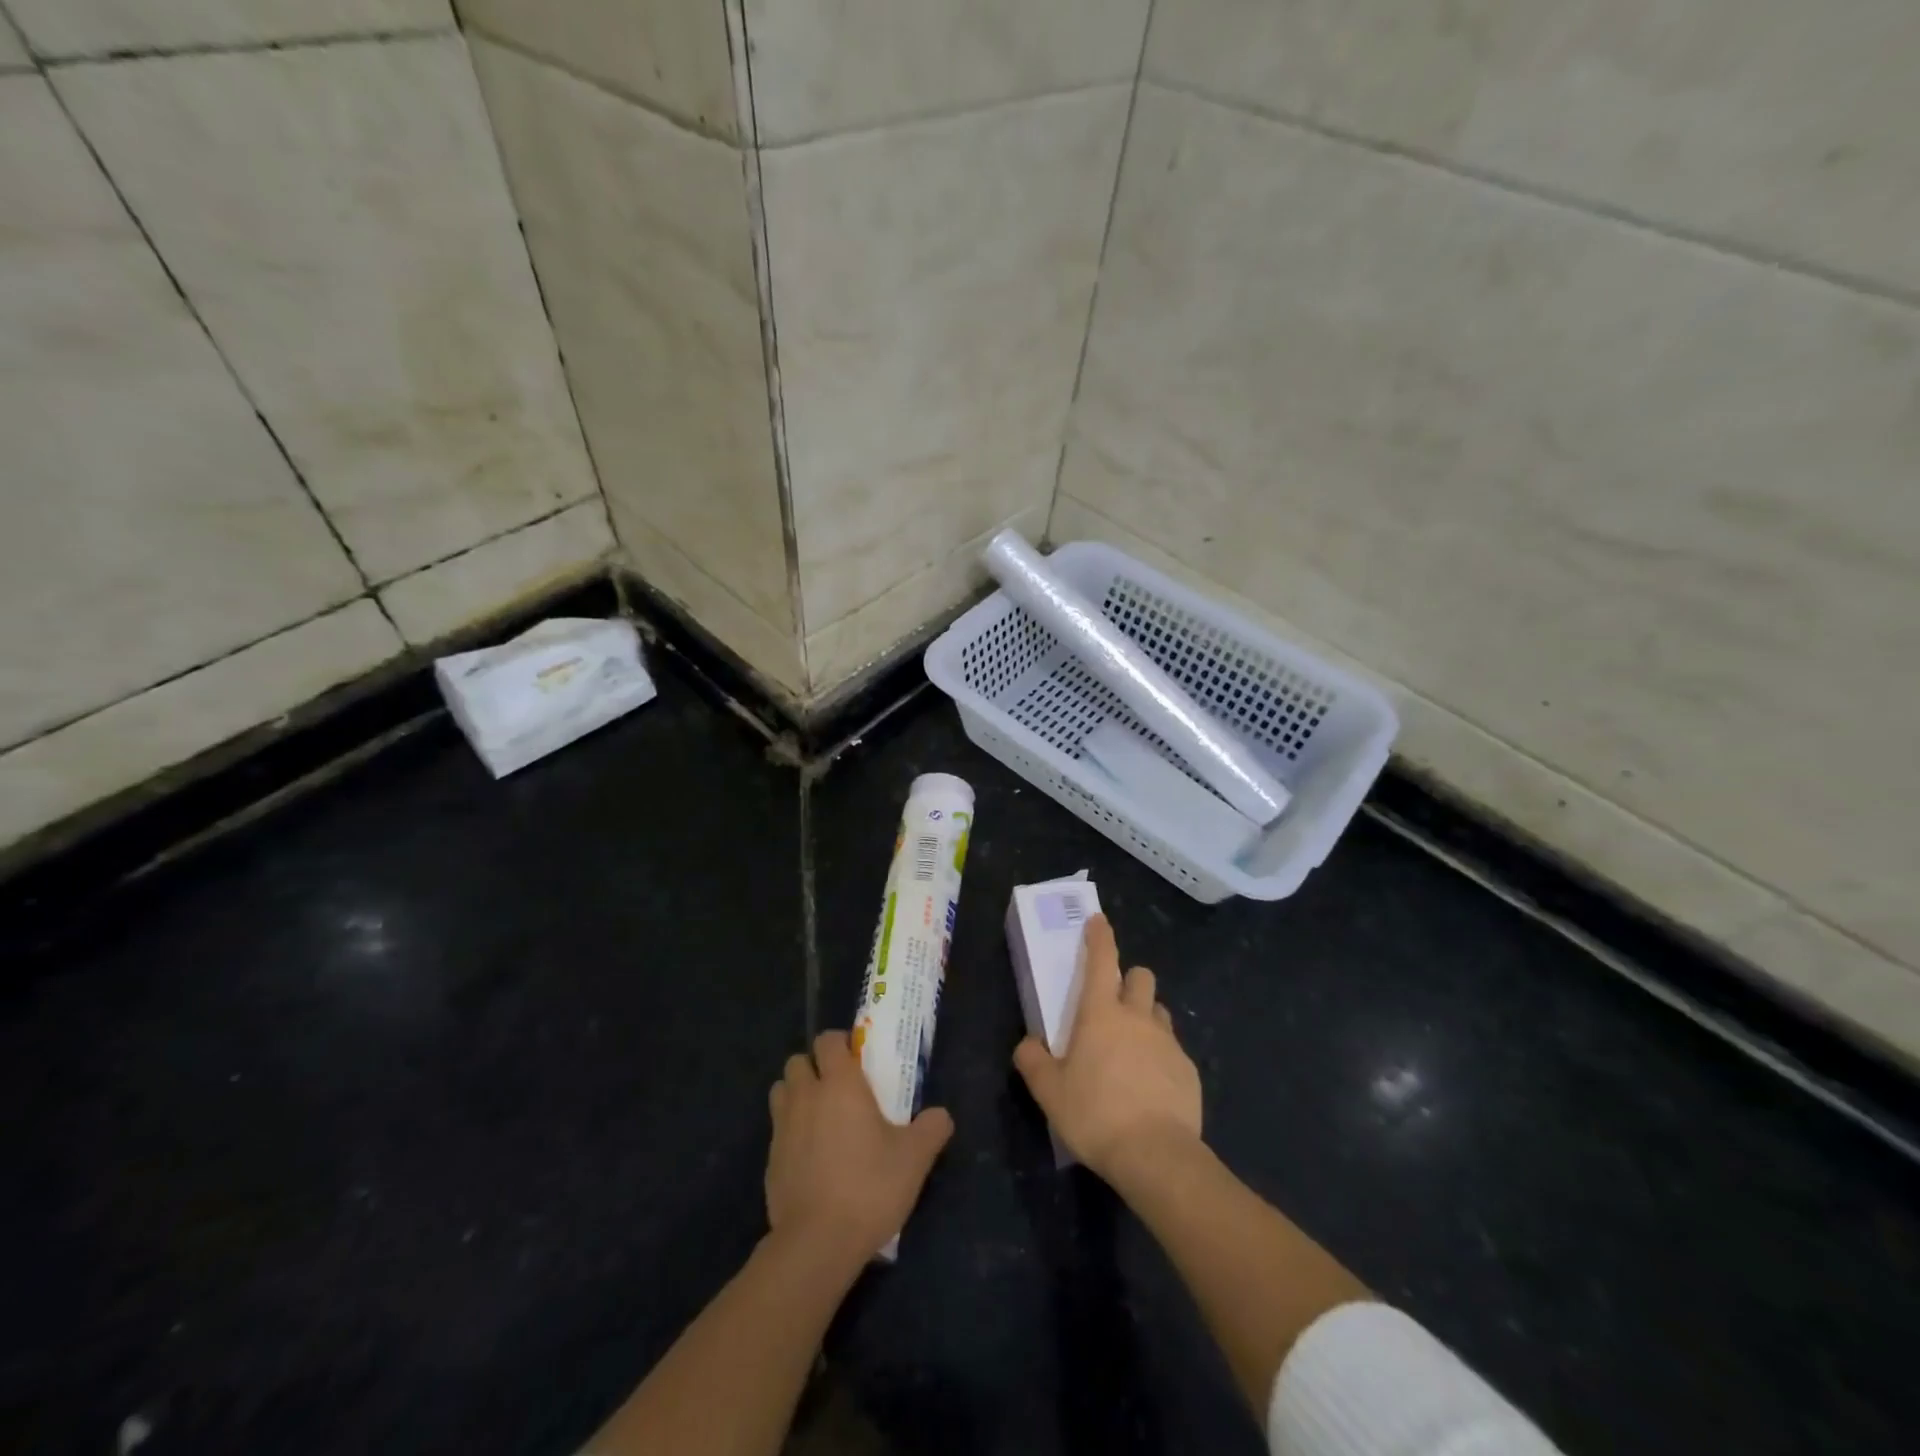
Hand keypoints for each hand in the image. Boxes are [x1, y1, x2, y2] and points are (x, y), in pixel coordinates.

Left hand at [766, 1030, 954, 1267]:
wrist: (817, 1243)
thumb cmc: (869, 1187)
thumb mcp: (914, 1158)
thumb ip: (932, 1129)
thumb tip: (941, 1116)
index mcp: (839, 1084)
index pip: (828, 1040)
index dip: (841, 1043)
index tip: (858, 1060)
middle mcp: (806, 1096)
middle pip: (798, 1061)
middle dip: (814, 1067)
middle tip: (838, 1088)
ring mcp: (782, 1127)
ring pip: (781, 1091)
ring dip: (797, 1094)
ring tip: (820, 1116)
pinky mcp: (769, 1160)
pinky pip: (777, 1129)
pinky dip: (790, 1131)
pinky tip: (811, 1157)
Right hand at [1013, 914, 1202, 1181]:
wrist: (1156, 1156)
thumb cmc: (1095, 1114)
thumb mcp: (1049, 1092)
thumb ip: (1033, 1062)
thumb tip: (1027, 1045)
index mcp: (1101, 1014)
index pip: (1101, 959)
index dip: (1100, 936)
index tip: (1098, 921)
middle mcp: (1137, 1017)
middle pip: (1140, 976)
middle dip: (1128, 980)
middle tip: (1113, 1005)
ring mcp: (1168, 1042)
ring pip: (1158, 1012)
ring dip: (1145, 1017)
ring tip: (1131, 1049)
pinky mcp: (1188, 1070)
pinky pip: (1173, 1050)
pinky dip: (1161, 1057)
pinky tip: (1150, 1087)